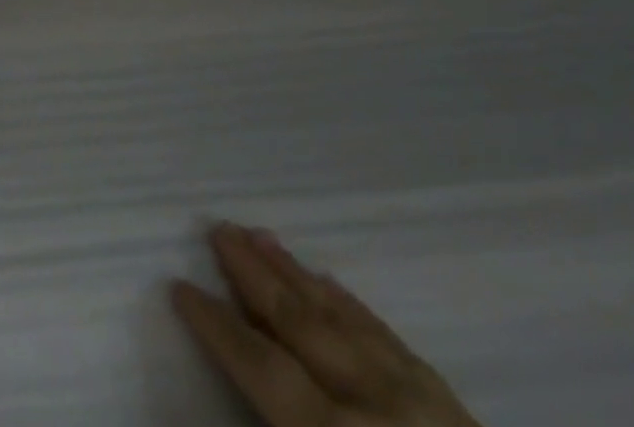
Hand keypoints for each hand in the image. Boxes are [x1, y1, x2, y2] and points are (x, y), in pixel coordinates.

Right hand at [172, 223, 479, 426]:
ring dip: (295, 274)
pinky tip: (330, 283)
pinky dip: (351, 305)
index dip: (218, 325)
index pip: (262, 369)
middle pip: (300, 324)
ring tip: (261, 234)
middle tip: (219, 226)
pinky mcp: (454, 407)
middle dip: (254, 274)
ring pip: (342, 318)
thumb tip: (236, 401)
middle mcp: (375, 407)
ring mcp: (420, 400)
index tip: (179, 284)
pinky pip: (389, 338)